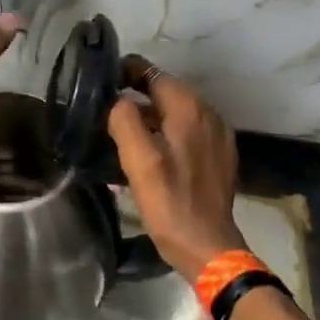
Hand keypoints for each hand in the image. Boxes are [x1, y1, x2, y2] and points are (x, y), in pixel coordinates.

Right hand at [108, 61, 246, 282]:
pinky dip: (166, 133)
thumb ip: (124, 120)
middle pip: (165, 91)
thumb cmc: (169, 201)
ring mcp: (217, 135)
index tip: (100, 83)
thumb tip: (118, 100)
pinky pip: (187, 131)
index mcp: (189, 108)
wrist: (207, 246)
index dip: (125, 73)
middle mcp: (208, 113)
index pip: (152, 73)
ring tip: (121, 132)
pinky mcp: (218, 155)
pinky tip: (149, 152)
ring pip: (176, 112)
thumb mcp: (138, 160)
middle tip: (104, 110)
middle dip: (135, 95)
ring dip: (150, 116)